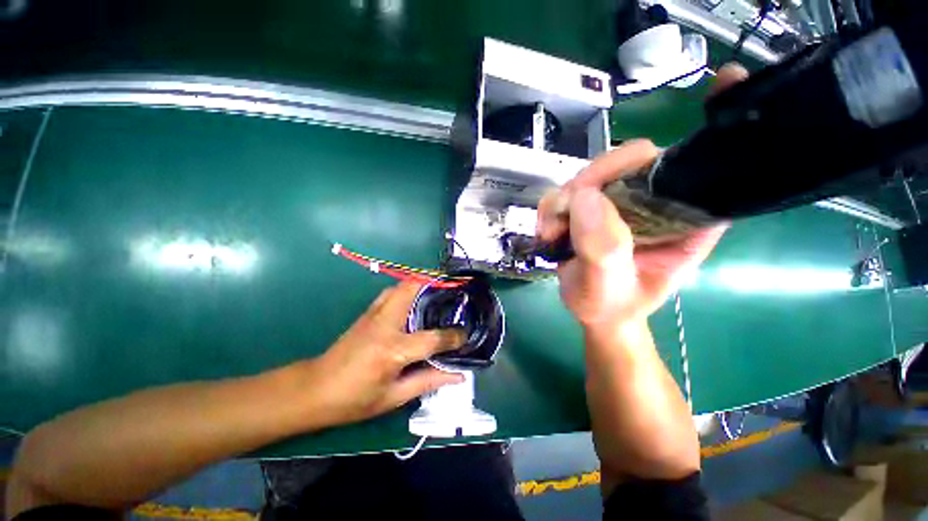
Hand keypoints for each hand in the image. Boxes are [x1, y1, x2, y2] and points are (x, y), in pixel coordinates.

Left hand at [303, 282, 465, 425]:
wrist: (314, 389)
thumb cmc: (354, 400)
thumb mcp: (394, 397)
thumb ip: (429, 381)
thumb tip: (458, 375)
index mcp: (394, 350)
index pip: (433, 338)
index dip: (453, 337)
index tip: (466, 335)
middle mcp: (386, 324)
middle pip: (413, 290)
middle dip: (436, 284)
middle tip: (453, 293)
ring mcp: (374, 314)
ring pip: (401, 286)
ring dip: (422, 284)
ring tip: (439, 293)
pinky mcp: (367, 312)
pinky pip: (391, 292)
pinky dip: (407, 289)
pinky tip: (415, 301)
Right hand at [537, 64, 747, 327]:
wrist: (590, 310)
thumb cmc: (610, 306)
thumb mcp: (607, 287)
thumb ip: (602, 249)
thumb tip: (585, 197)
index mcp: (684, 222)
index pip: (705, 168)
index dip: (720, 125)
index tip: (728, 81)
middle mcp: (656, 203)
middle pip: (633, 160)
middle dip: (593, 179)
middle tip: (567, 212)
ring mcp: (621, 201)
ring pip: (593, 173)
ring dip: (563, 200)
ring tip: (552, 232)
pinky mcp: (593, 205)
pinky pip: (568, 190)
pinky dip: (551, 208)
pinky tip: (548, 231)